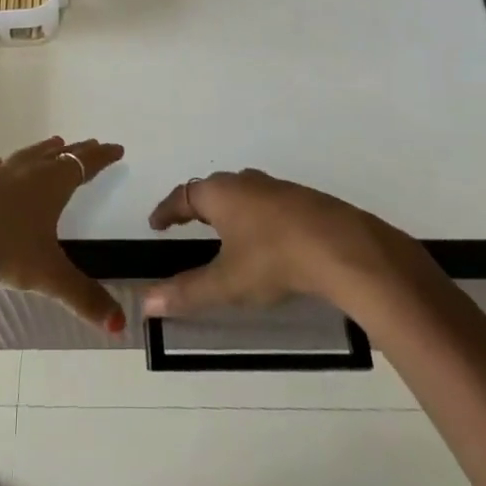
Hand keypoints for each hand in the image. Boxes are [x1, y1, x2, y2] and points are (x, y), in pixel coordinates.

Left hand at [0, 135, 126, 333]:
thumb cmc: (6, 249)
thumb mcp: (48, 276)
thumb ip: (83, 297)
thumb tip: (120, 325)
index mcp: (52, 184)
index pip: (84, 165)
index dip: (102, 157)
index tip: (116, 148)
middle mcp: (27, 170)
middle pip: (59, 154)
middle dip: (78, 150)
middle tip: (91, 144)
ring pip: (28, 154)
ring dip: (44, 150)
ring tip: (54, 143)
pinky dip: (4, 165)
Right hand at [143, 169, 410, 318]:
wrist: (340, 246)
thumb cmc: (273, 259)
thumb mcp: (227, 282)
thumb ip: (187, 292)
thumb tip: (145, 302)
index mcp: (220, 193)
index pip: (183, 196)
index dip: (167, 210)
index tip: (156, 222)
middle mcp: (245, 182)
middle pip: (213, 188)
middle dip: (198, 205)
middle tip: (187, 222)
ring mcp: (277, 188)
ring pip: (243, 192)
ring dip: (230, 208)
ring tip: (226, 229)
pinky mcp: (302, 200)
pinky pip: (267, 203)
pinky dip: (256, 216)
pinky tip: (266, 237)